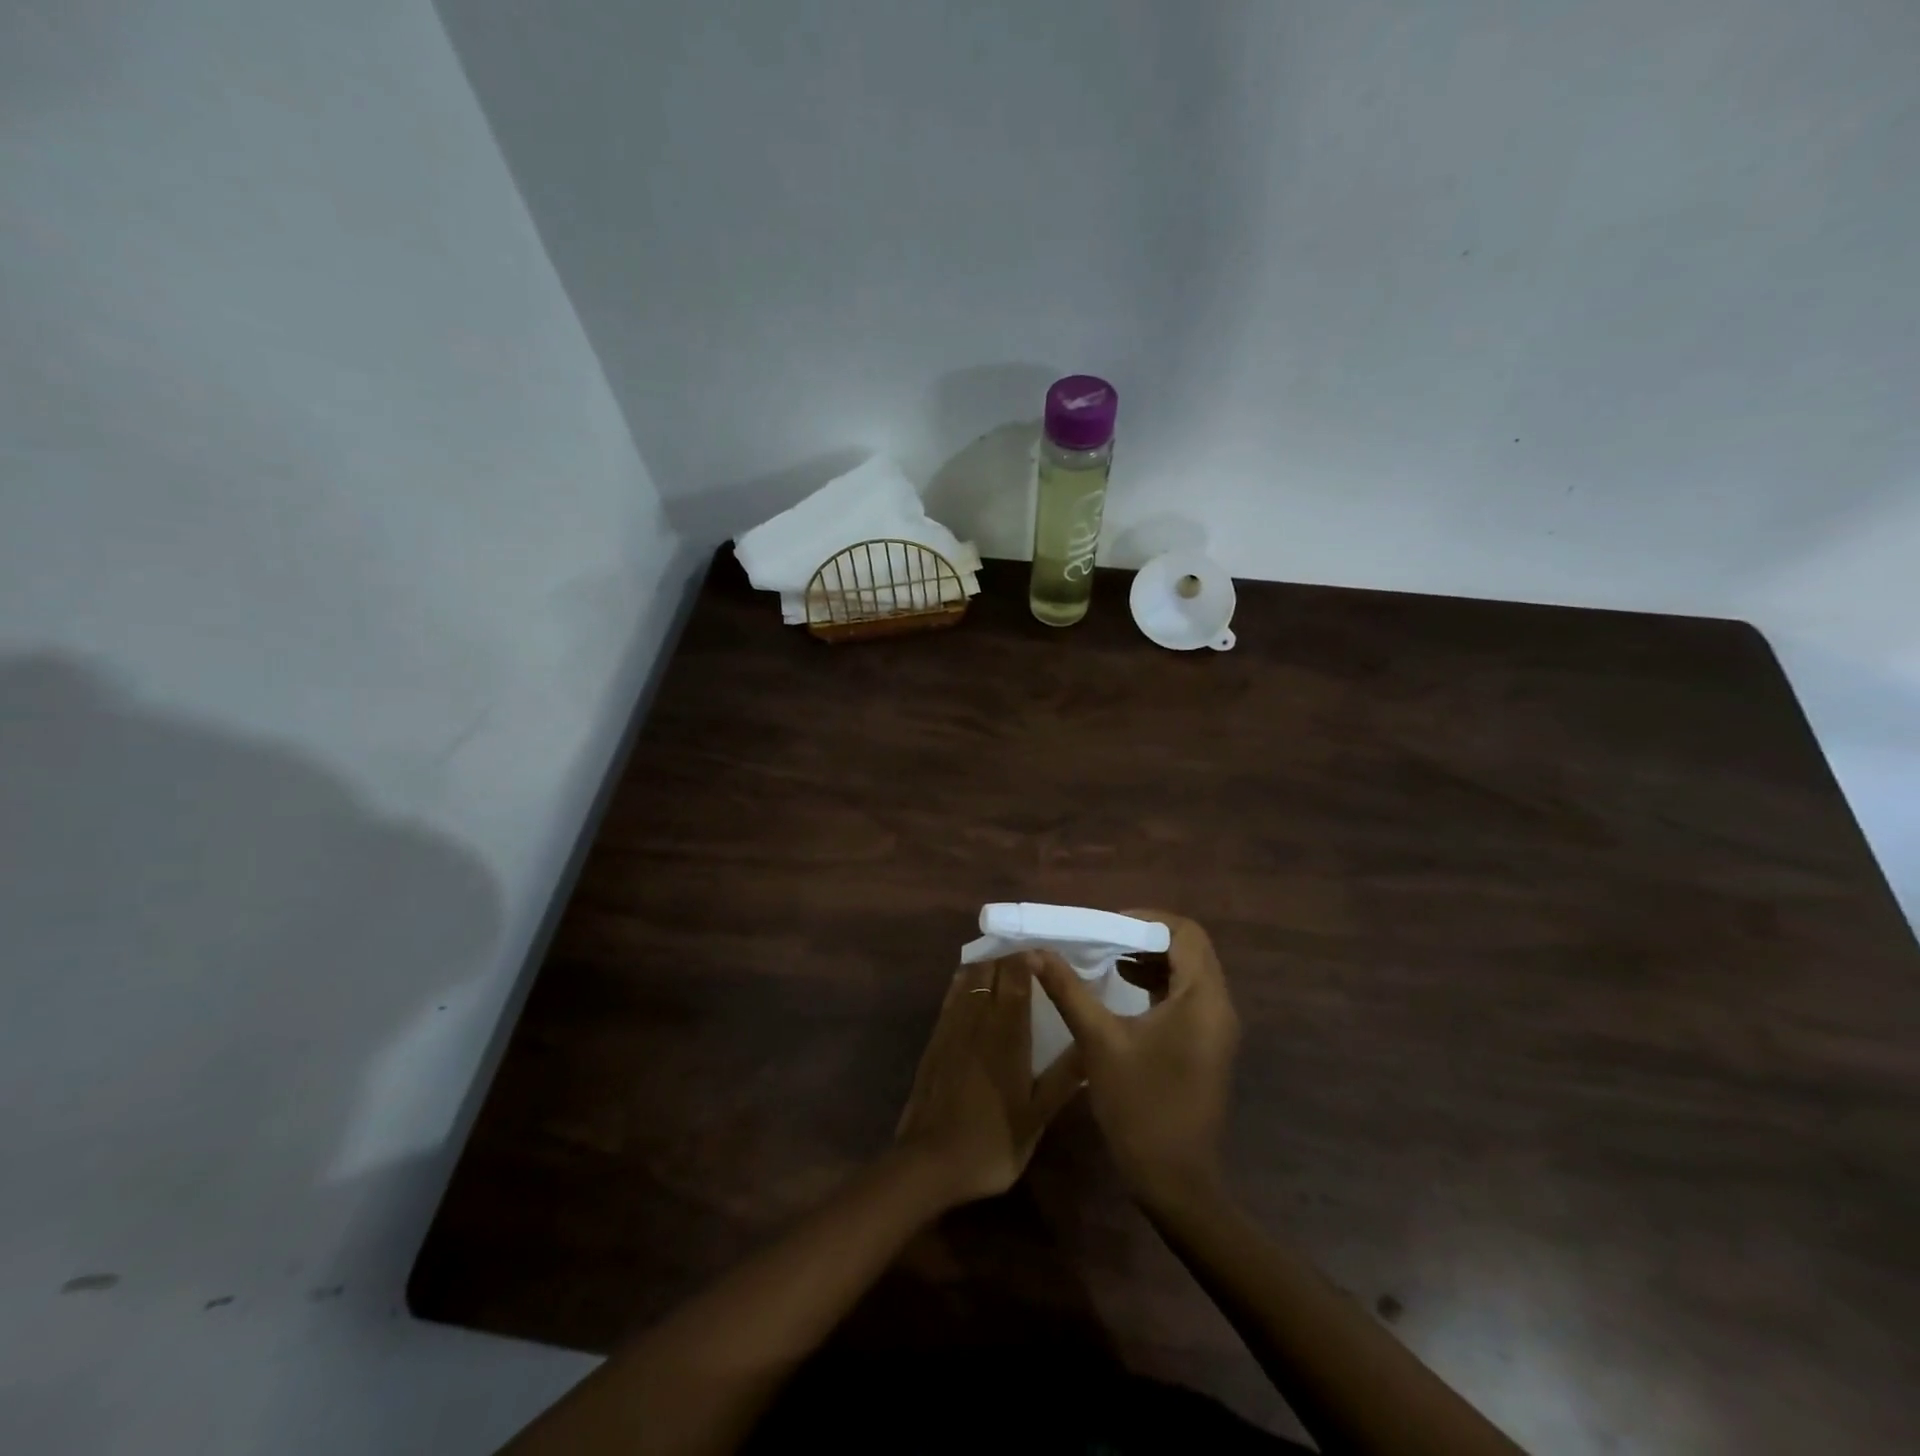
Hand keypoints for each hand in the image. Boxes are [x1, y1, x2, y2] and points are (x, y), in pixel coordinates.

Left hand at [895, 953, 1085, 1207]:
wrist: (929, 1163)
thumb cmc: (992, 1142)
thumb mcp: (1037, 1117)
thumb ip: (1064, 1078)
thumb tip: (1092, 1046)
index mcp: (1007, 1033)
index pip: (1016, 976)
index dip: (1030, 959)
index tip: (1047, 957)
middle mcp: (978, 1018)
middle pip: (991, 969)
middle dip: (1011, 959)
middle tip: (1032, 965)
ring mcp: (952, 1025)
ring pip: (969, 977)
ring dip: (988, 966)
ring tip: (1006, 970)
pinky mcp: (935, 1037)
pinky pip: (952, 994)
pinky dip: (966, 981)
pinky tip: (974, 988)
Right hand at [1030, 910, 1239, 1210]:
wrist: (1176, 1182)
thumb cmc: (1140, 1106)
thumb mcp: (1099, 1041)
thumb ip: (1069, 990)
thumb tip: (1036, 952)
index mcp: (1202, 998)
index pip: (1185, 932)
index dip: (1146, 920)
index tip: (1106, 926)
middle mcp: (1218, 1005)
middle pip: (1189, 948)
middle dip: (1145, 937)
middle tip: (1103, 938)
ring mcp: (1216, 1027)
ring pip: (1189, 971)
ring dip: (1151, 959)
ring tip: (1107, 959)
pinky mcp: (1207, 1044)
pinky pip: (1187, 996)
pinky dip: (1158, 983)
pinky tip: (1124, 990)